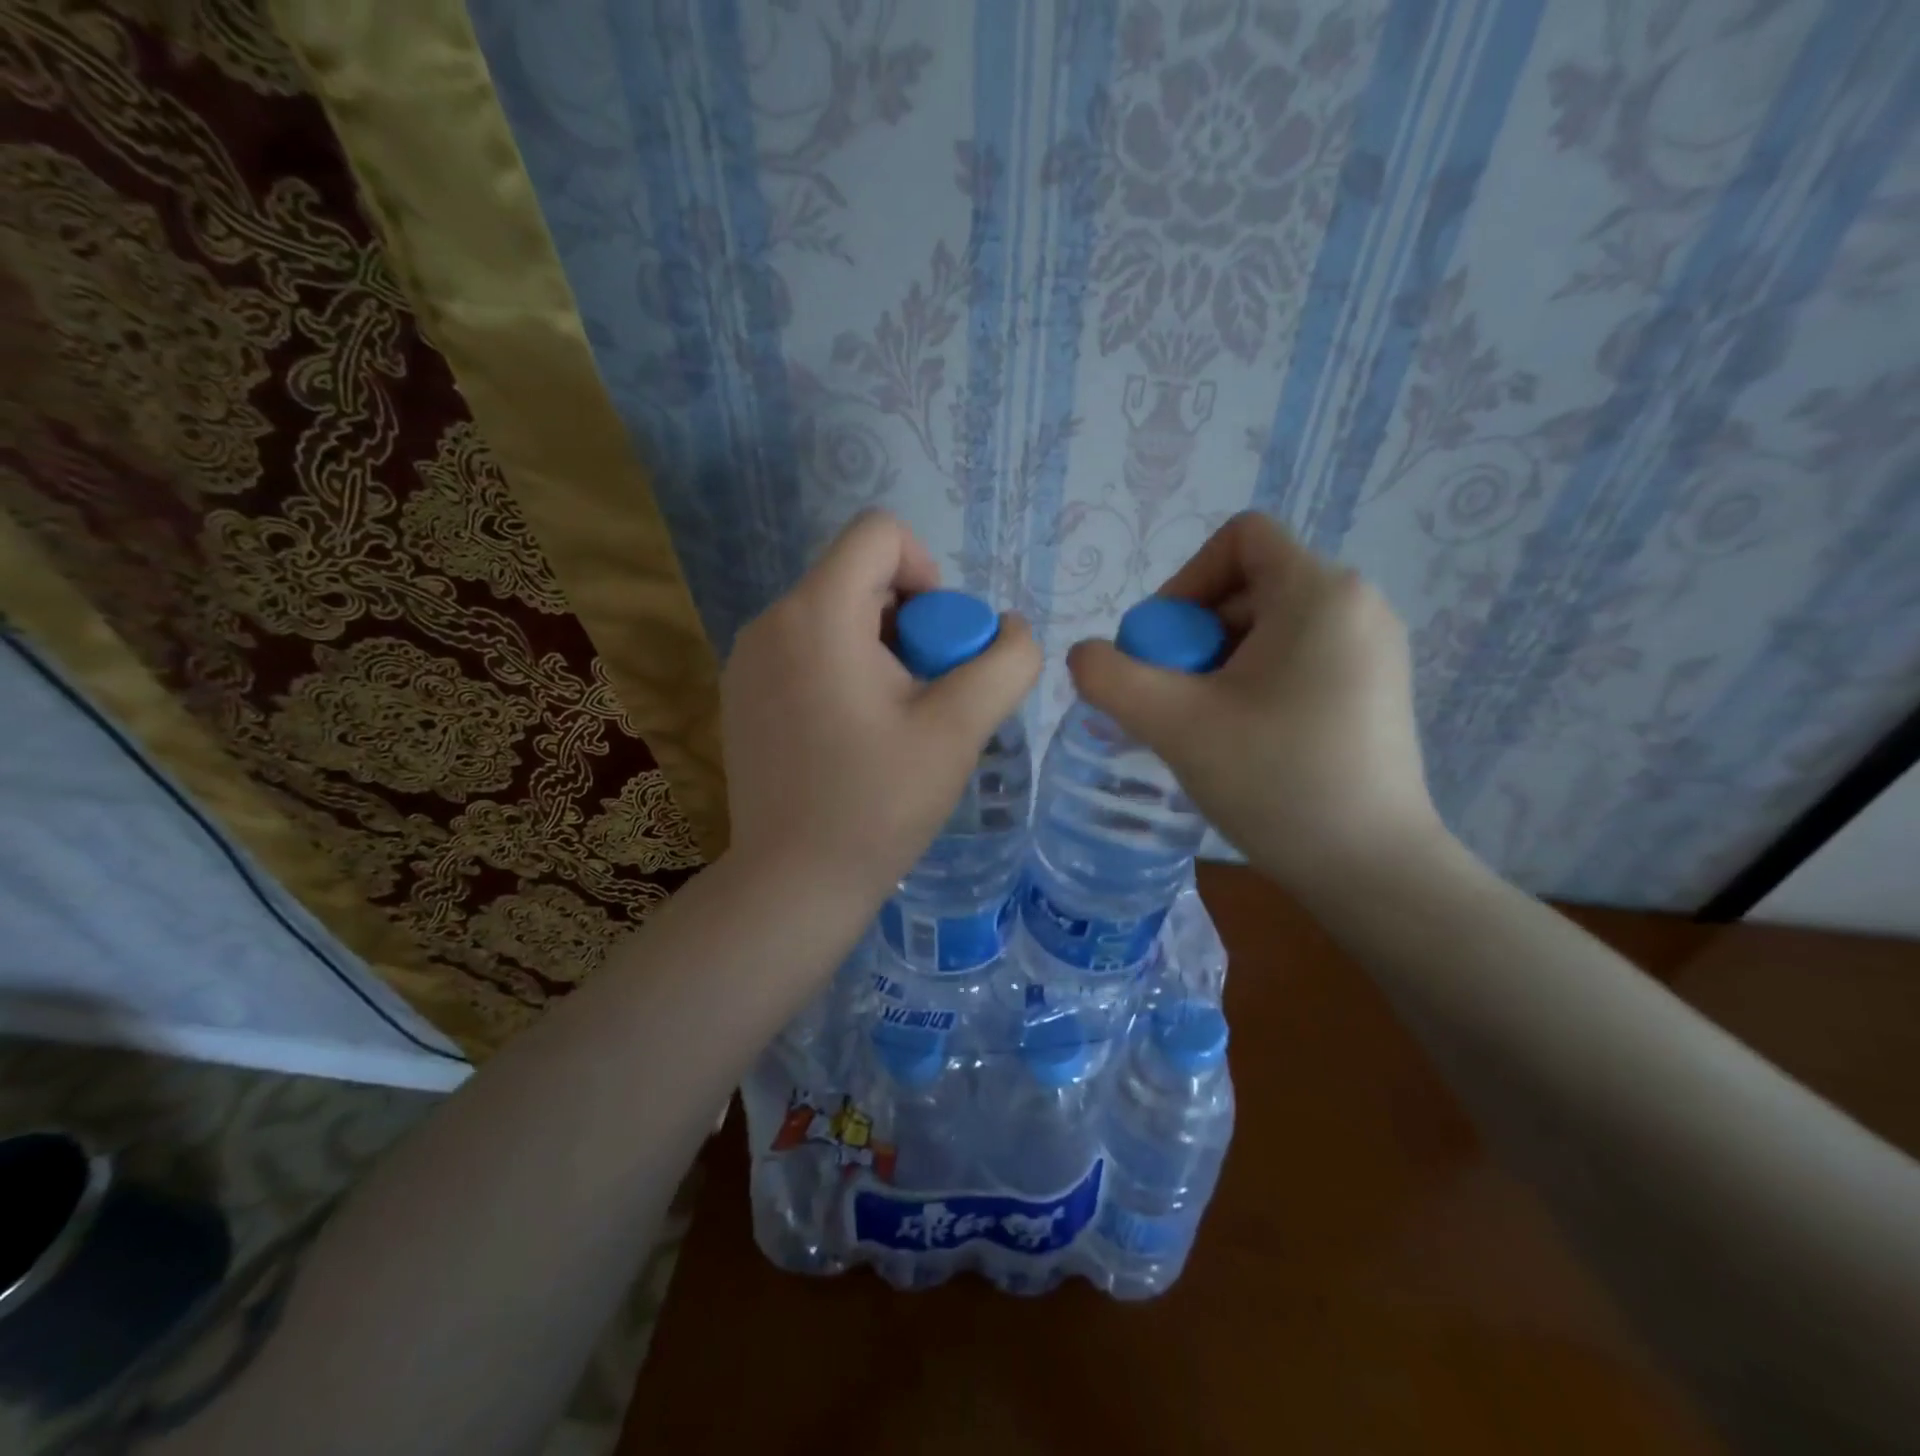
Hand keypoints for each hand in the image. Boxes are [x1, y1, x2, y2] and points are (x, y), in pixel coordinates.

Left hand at [721, 509, 1041, 906]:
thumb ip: (1004, 663)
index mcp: (817, 613)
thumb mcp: (959, 729)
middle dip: (909, 621)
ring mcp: (746, 659)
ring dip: (880, 648)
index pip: (879, 533)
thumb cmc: (878, 803)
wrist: (794, 882)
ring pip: (834, 615)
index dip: (928, 571)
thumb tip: (1013, 630)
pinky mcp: (741, 693)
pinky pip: (806, 649)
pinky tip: (855, 734)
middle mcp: (770, 621)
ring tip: (894, 718)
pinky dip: (843, 669)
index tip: (940, 642)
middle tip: (926, 692)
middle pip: (859, 576)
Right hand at [1066, 512, 1445, 898]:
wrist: (1371, 869)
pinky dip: (1254, 683)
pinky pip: (1297, 659)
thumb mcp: (1175, 724)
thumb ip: (1111, 677)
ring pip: (1269, 627)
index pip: (1240, 537)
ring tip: (1203, 725)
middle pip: (1249, 586)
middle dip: (1195, 635)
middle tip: (1174, 699)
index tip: (1164, 648)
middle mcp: (1357, 604)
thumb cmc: (1275, 781)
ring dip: (1219, 664)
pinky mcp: (1375, 689)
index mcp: (1320, 592)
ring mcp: (1374, 649)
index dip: (1185, 581)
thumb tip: (1086, 655)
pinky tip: (1241, 739)